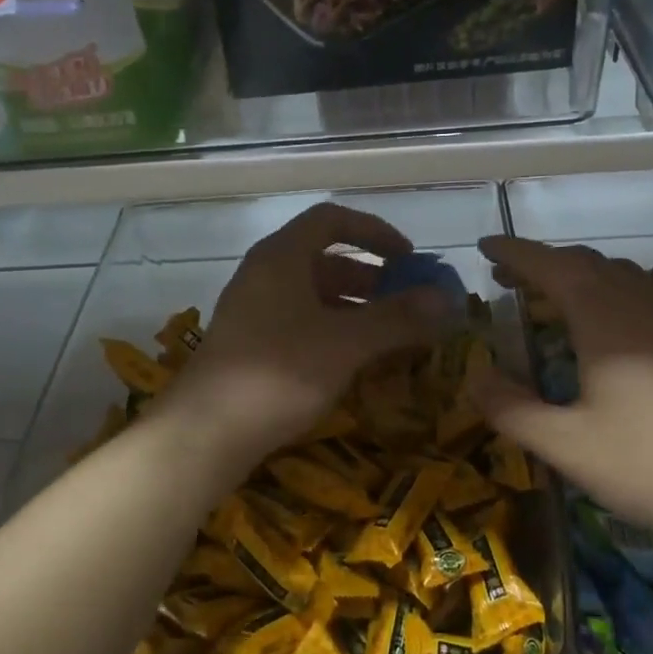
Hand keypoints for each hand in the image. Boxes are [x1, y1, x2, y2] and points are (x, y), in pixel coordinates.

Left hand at [157, 203, 454, 468]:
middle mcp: (264, 275)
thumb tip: (446, 299)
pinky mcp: (250, 347)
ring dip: (355, 309)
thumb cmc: (280, 372)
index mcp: (281, 257)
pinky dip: (333, 333)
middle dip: (371, 278)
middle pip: (324, 260)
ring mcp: (253, 312)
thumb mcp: (347, 343)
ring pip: (313, 296)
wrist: (206, 433)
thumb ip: (397, 318)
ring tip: (391, 336)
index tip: (409, 258)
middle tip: (407, 303)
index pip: (331, 220)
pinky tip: (356, 363)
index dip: (375, 232)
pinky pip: (300, 324)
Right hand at [468, 236, 652, 552]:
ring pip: (623, 278)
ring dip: (582, 277)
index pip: (551, 267)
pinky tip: (616, 333)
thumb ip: (512, 409)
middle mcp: (643, 305)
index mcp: (605, 318)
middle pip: (588, 264)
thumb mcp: (567, 446)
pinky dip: (616, 298)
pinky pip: (650, 300)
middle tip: (509, 278)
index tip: (485, 246)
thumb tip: (475, 377)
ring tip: (555, 298)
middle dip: (544, 264)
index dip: (515, 253)